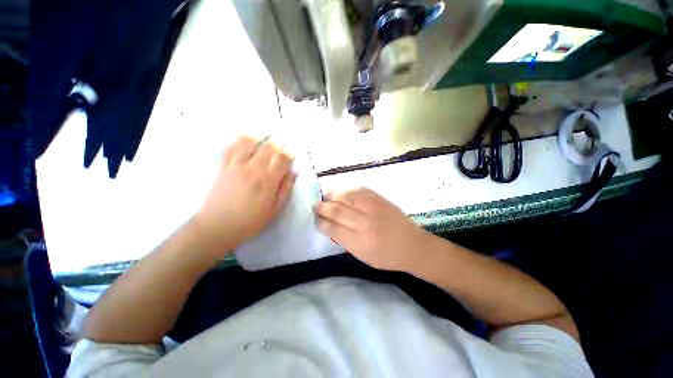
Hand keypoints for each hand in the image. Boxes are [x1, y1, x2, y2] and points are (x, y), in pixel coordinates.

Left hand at [195, 136, 295, 252]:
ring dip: (258, 140)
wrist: (217, 226)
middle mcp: (253, 170)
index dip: (289, 155)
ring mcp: (236, 166)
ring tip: (261, 143)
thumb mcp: (275, 209)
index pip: (282, 159)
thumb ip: (286, 189)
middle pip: (268, 148)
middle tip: (278, 151)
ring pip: (248, 142)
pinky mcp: (223, 167)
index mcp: (268, 182)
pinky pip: (230, 148)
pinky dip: (238, 142)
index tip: (290, 157)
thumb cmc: (251, 221)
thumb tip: (294, 172)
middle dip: (277, 146)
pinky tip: (244, 143)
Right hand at [315, 188, 430, 271]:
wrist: (413, 246)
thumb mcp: (363, 256)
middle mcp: (365, 223)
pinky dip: (348, 190)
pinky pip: (360, 190)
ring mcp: (374, 208)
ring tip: (326, 196)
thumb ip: (345, 241)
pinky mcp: (380, 199)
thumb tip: (330, 227)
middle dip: (323, 207)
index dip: (321, 222)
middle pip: (337, 211)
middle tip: (316, 205)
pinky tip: (342, 191)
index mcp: (359, 242)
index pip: (333, 228)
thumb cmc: (387, 256)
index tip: (315, 218)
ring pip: (347, 197)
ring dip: (333, 195)